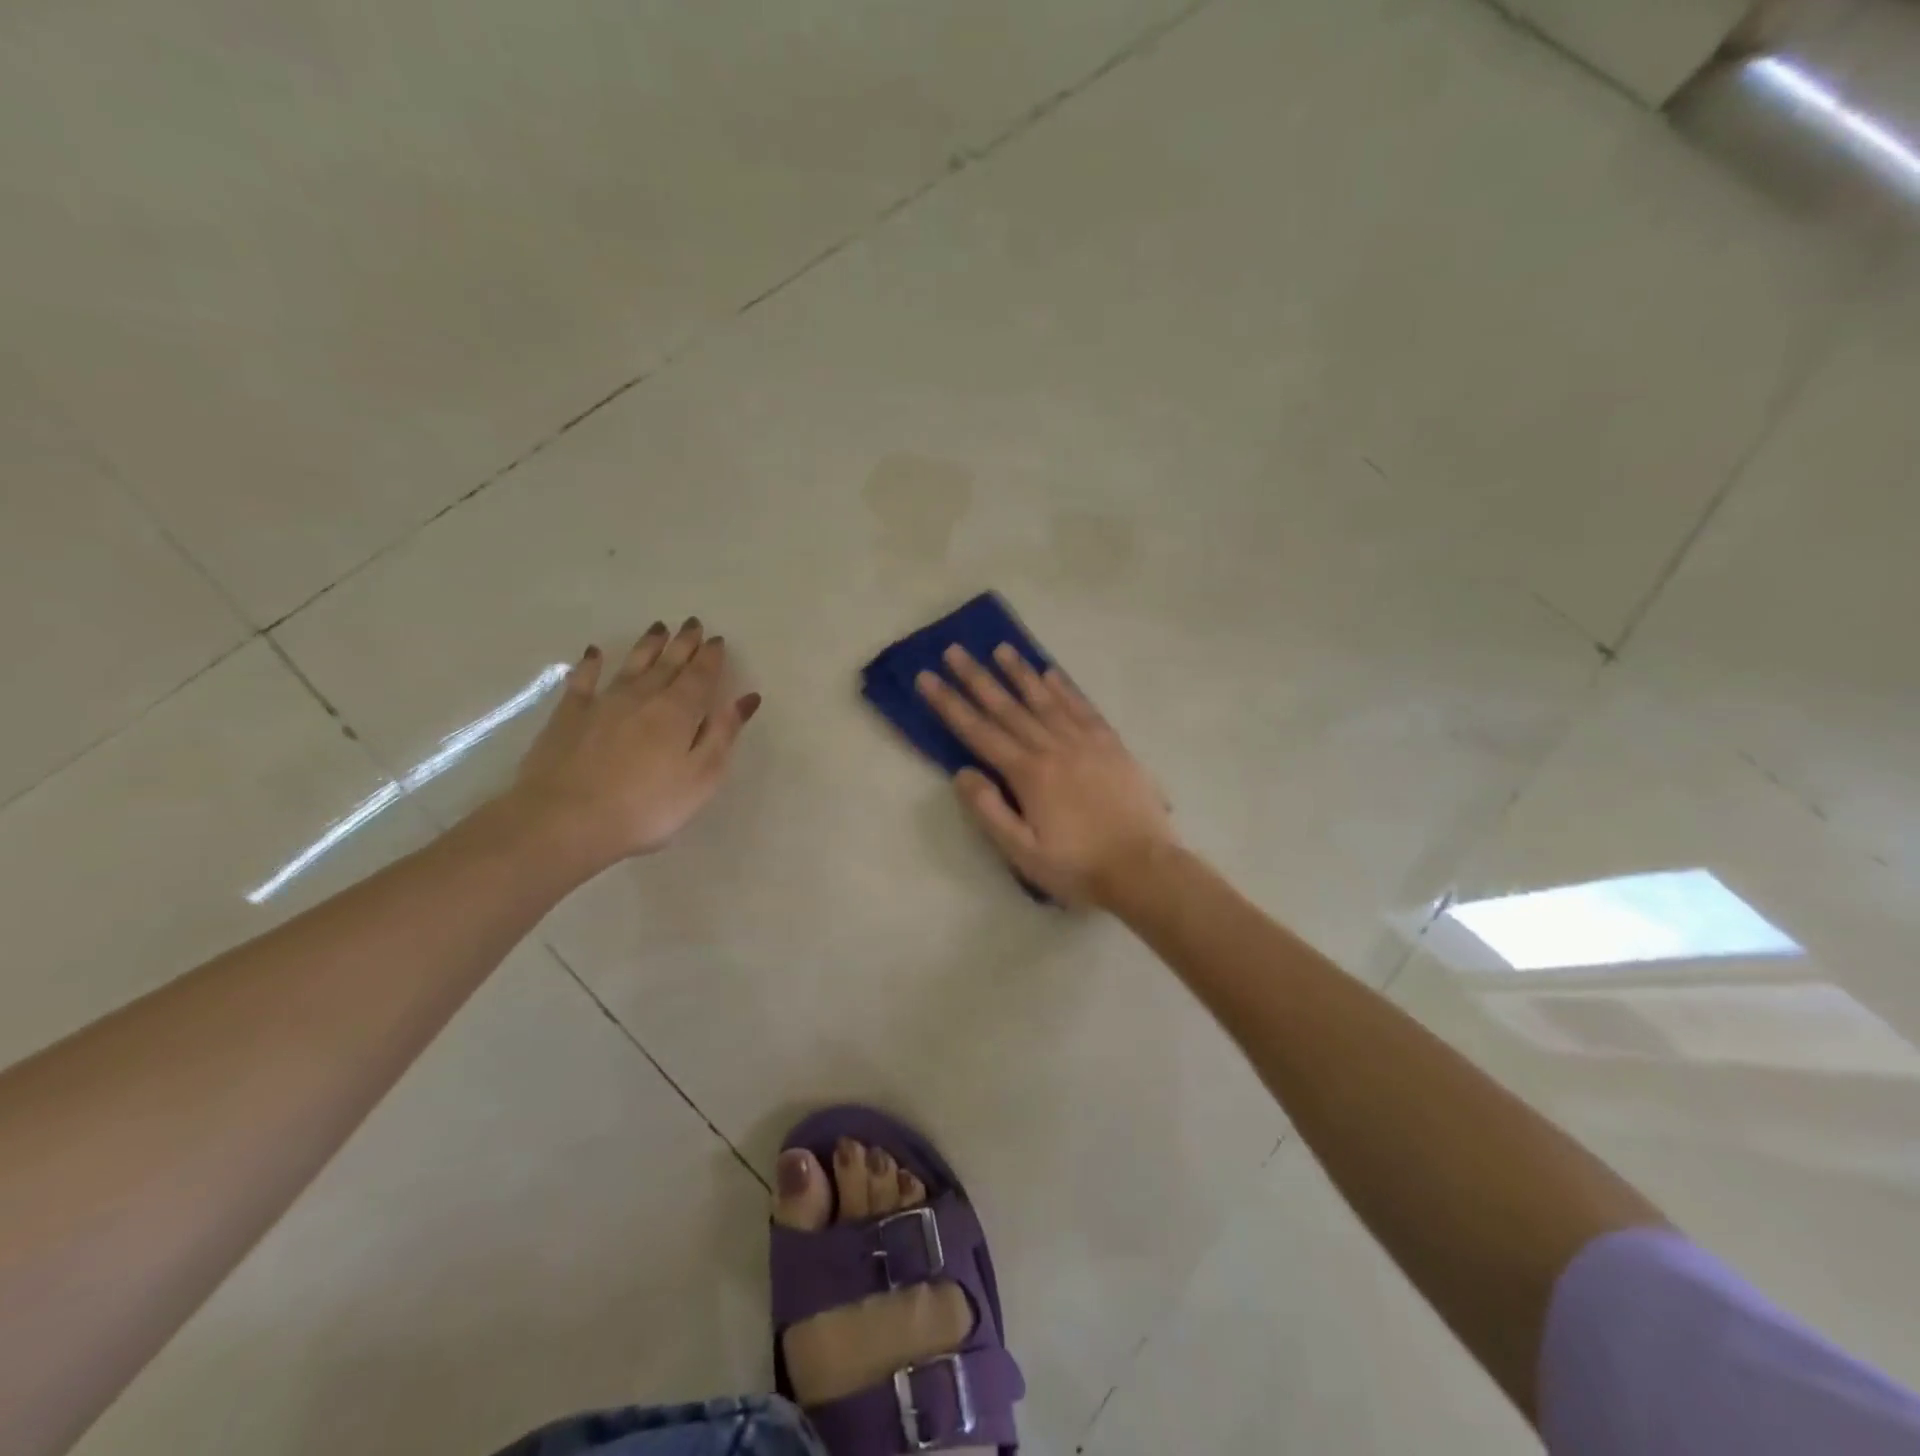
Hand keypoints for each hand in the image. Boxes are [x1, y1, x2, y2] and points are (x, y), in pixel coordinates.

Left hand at [505, 618, 759, 874]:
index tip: (717, 640)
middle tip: (693, 623)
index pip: (700, 676)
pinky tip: (595, 653)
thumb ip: (723, 734)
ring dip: (647, 645)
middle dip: (683, 643)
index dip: (711, 657)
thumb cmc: (646, 806)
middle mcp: (643, 696)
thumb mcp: (701, 776)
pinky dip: (591, 664)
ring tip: (659, 627)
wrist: (564, 819)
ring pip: (632, 664)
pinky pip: (583, 679)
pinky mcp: (569, 715)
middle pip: (668, 663)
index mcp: (679, 711)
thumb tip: (746, 697)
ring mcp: (603, 702)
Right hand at [916, 644, 1175, 905]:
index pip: (979, 732)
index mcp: (1028, 774)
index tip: (927, 678)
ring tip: (1001, 648)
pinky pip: (1083, 708)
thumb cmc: (1078, 866)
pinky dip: (1065, 688)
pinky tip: (1052, 674)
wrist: (1144, 868)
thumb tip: (962, 773)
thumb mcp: (1022, 852)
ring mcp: (1086, 742)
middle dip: (977, 678)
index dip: (950, 704)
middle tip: (954, 651)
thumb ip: (989, 811)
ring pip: (1045, 700)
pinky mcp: (1112, 745)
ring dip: (1020, 673)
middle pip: (1008, 707)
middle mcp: (1053, 748)